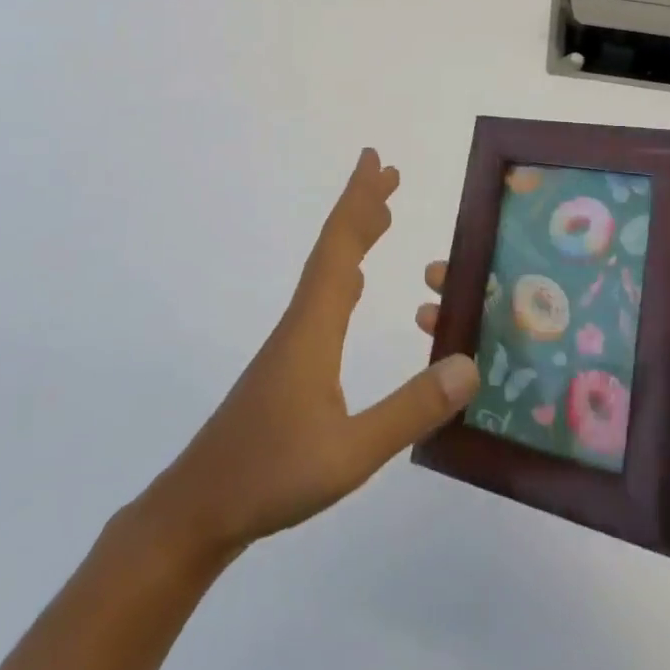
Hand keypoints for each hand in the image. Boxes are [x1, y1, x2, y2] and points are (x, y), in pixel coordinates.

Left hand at [148, 150, 479, 555]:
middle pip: (332, 248)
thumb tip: (470, 365)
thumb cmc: (270, 475)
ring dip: (353, 237)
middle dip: (361, 207)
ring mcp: (291, 344)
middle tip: (388, 173)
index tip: (374, 161)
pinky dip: (344, 273)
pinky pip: (323, 298)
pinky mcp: (288, 365)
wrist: (198, 508)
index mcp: (314, 327)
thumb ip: (411, 410)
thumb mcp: (351, 452)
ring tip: (381, 217)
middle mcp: (301, 322)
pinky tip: (352, 286)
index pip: (339, 248)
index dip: (358, 201)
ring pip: (327, 272)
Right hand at [415, 276, 669, 550]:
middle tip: (440, 273)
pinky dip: (476, 384)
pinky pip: (511, 397)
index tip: (492, 236)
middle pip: (525, 303)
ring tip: (430, 314)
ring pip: (508, 344)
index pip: (568, 275)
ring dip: (466, 325)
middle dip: (479, 282)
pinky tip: (444, 377)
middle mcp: (582, 342)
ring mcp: (565, 383)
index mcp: (617, 320)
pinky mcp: (554, 425)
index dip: (530, 253)